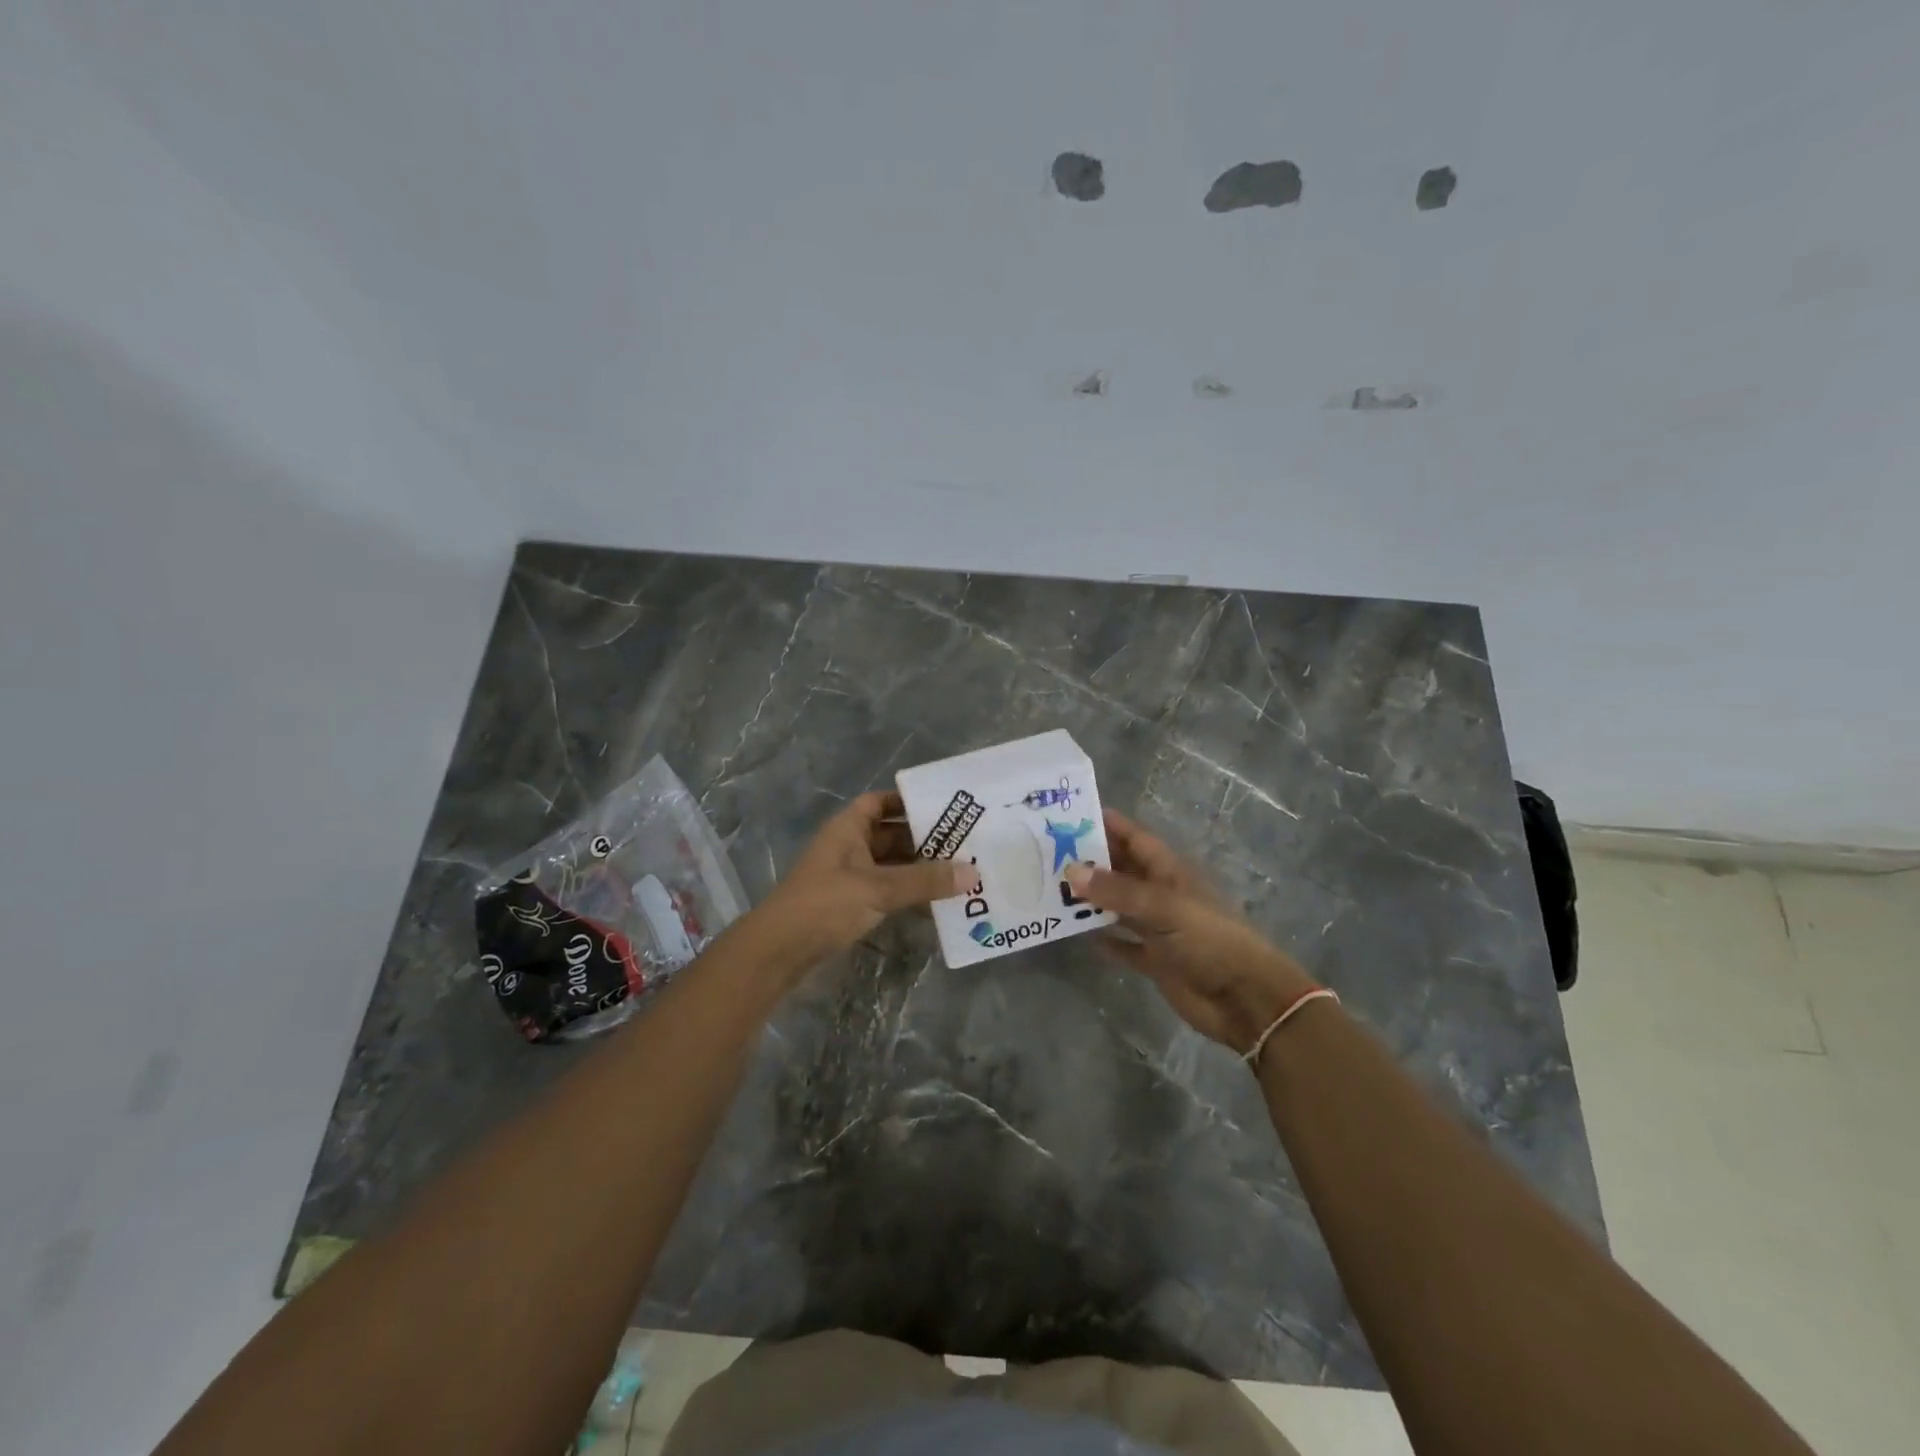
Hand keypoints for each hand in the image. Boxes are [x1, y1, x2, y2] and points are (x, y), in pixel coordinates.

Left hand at [753, 791, 970, 966]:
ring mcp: (849, 877)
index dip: (907, 801)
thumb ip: (924, 881)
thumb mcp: (878, 888)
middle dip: (925, 840)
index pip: (880, 802)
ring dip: (920, 870)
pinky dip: (908, 894)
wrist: (779, 952)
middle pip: (892, 835)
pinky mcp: (851, 904)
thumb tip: (973, 873)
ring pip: (892, 865)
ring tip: (960, 873)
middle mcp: (849, 847)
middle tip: (966, 844)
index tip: (944, 808)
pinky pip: (887, 891)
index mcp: (848, 828)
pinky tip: (937, 904)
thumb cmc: (825, 904)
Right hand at [1066, 809, 1317, 1054]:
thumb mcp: (1163, 908)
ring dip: (1091, 900)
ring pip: (1118, 905)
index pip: (1134, 838)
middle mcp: (1161, 894)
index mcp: (1169, 872)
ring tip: (1051, 889)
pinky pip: (1124, 943)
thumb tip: (1070, 870)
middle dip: (1090, 861)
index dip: (1107, 824)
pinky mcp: (1155, 959)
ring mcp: (1158, 928)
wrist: (1245, 999)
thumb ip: (1117, 890)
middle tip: (1047, 853)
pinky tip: (1077, 935)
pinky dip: (1105, 938)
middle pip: (1122, 869)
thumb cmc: (1209, 940)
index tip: (1069, 815)